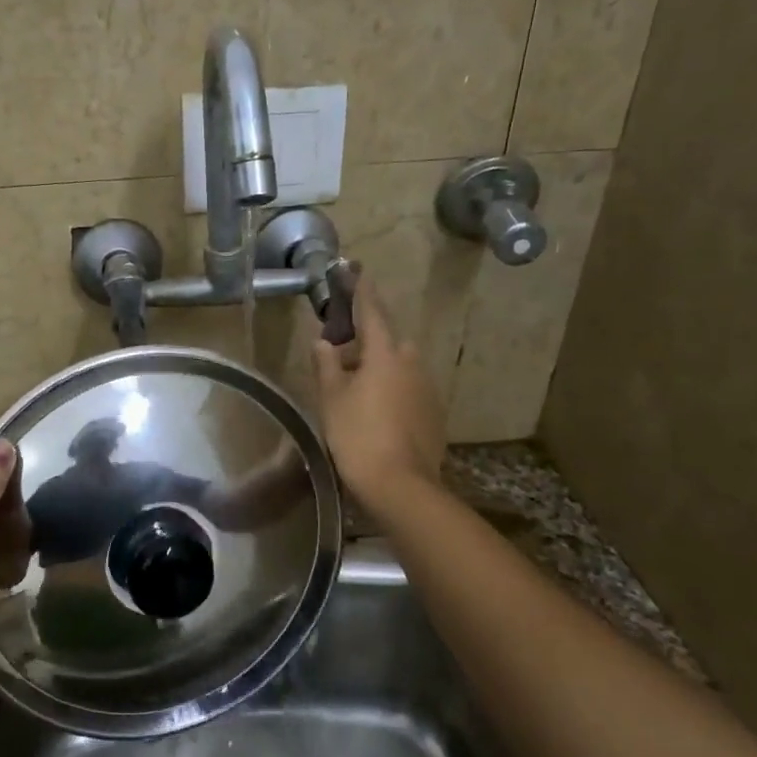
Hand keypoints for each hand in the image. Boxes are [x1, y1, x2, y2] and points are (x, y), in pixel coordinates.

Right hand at [311, 277, 443, 511]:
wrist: (401, 485)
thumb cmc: (358, 435)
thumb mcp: (332, 398)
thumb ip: (326, 365)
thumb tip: (322, 341)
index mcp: (385, 354)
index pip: (372, 312)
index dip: (362, 291)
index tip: (357, 271)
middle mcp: (412, 363)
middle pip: (389, 341)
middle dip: (369, 339)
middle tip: (344, 351)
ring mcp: (427, 388)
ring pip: (400, 366)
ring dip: (380, 366)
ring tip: (356, 385)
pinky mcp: (433, 412)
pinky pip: (409, 389)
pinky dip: (392, 390)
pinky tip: (376, 411)